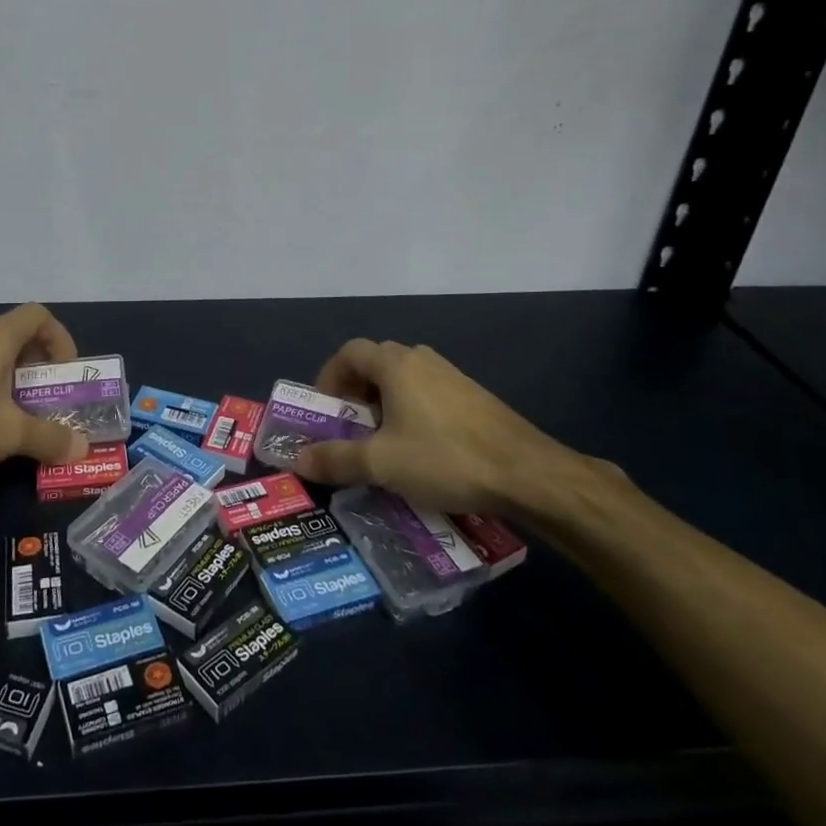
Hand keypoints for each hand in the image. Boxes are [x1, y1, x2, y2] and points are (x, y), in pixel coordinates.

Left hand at [0, 303, 90, 484]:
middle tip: (50, 398)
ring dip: (14, 381)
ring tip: (23, 417)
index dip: (60, 338)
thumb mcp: (11, 434)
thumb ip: (50, 437)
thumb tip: (82, 448)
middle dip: (40, 366)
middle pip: (17, 337)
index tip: (66, 372)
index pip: (38, 316)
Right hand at [292, 339, 627, 521]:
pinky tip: (420, 450)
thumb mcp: (382, 463)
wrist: (527, 473)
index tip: (325, 410)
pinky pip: (428, 394)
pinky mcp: (473, 397)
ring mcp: (452, 376)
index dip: (329, 377)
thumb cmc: (445, 458)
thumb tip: (298, 459)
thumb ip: (336, 459)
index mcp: (396, 364)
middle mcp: (422, 360)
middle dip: (355, 394)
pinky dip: (411, 412)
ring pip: (404, 380)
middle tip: (349, 429)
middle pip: (375, 363)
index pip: (349, 352)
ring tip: (382, 443)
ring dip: (384, 404)